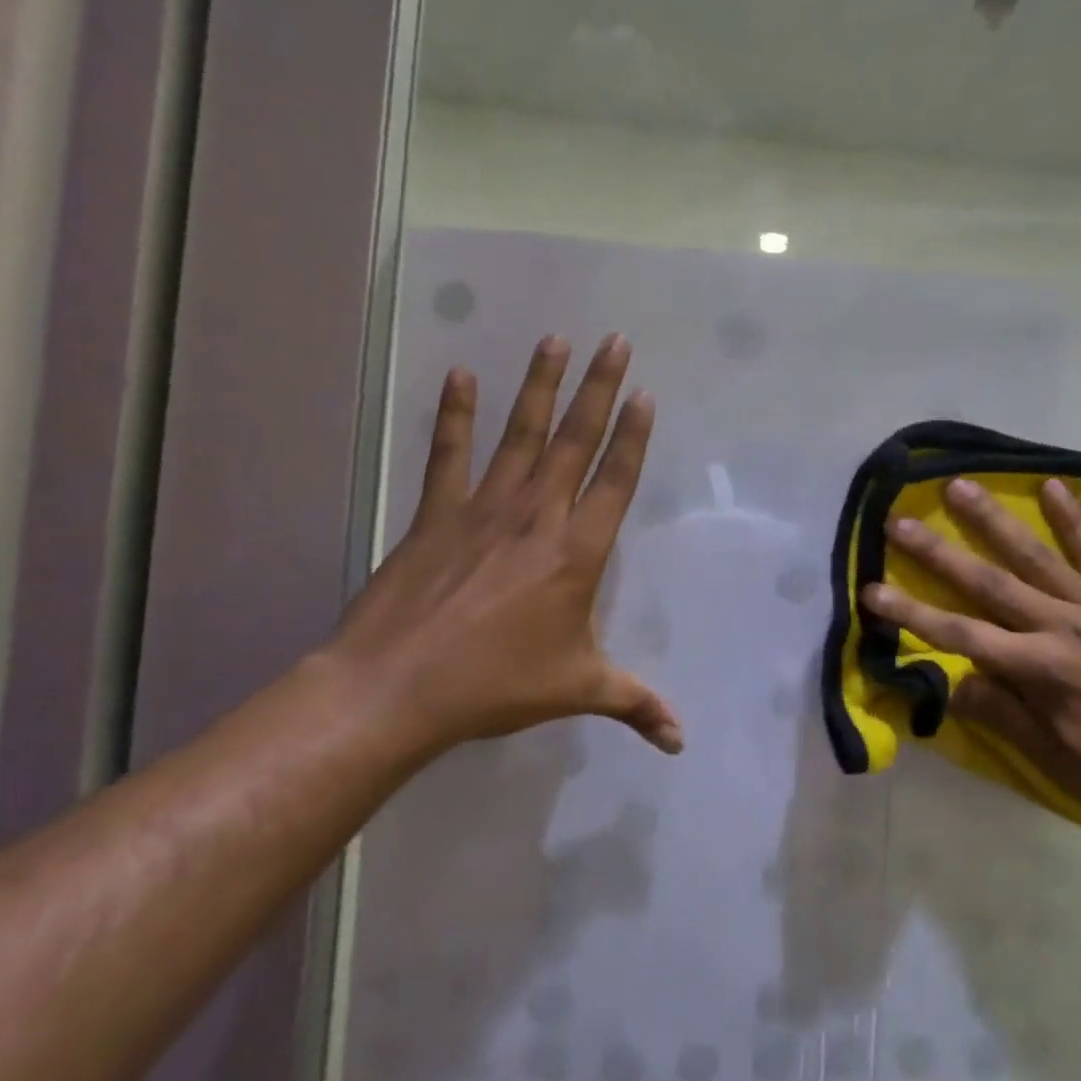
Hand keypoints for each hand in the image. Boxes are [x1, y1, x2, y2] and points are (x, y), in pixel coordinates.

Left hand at [327, 334, 682, 763]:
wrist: (398, 687)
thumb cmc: (497, 685)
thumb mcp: (578, 690)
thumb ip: (636, 704)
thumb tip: (682, 740)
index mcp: (578, 553)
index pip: (616, 480)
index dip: (634, 436)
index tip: (645, 394)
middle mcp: (538, 517)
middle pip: (576, 440)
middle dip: (600, 388)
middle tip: (616, 341)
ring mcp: (485, 509)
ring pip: (522, 434)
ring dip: (540, 385)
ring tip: (556, 340)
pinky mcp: (438, 513)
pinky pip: (450, 454)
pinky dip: (457, 414)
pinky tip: (462, 375)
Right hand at [861, 477, 1080, 825]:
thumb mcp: (1054, 755)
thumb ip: (1000, 713)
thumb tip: (950, 680)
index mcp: (1040, 669)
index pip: (960, 635)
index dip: (911, 614)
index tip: (871, 590)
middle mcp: (1061, 625)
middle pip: (987, 582)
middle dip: (937, 552)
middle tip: (899, 520)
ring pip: (1034, 555)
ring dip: (993, 519)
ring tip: (958, 486)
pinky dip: (1074, 520)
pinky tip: (1052, 486)